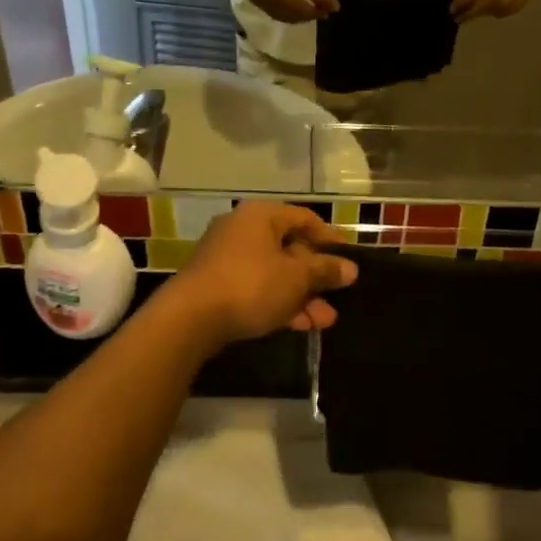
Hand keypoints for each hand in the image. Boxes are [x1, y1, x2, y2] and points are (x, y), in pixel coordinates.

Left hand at [164, 203, 357, 346]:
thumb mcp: (296, 277)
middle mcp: (242, 229)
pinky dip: (278, 302)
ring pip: (274, 272)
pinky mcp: (217, 284)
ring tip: (325, 320)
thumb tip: (350, 268)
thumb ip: (325, 270)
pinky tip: (299, 325)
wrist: (190, 317)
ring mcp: (226, 257)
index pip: (304, 218)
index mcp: (261, 215)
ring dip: (301, 295)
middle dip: (316, 276)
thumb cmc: (251, 285)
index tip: (349, 259)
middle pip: (289, 247)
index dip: (330, 238)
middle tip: (338, 295)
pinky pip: (256, 287)